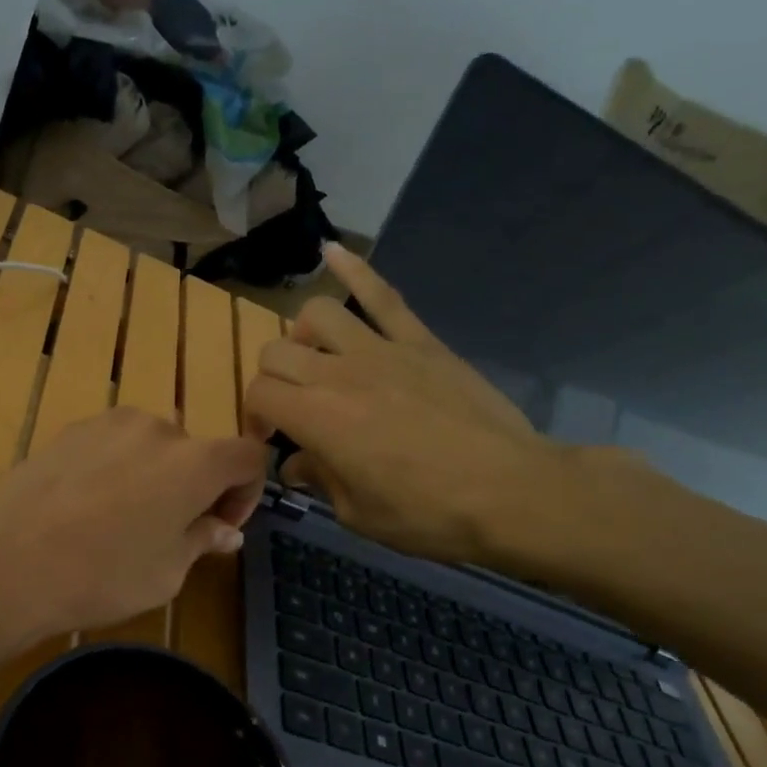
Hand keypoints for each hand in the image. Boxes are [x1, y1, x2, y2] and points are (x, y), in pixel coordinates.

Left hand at [0, 408, 267, 664]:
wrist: (8, 561)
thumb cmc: (102, 574)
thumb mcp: (167, 573)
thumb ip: (202, 540)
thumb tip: (225, 530)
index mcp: (195, 461)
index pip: (248, 457)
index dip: (246, 492)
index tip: (221, 526)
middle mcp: (157, 428)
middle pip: (197, 451)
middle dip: (196, 487)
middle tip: (173, 531)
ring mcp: (109, 423)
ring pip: (152, 446)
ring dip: (156, 475)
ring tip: (124, 519)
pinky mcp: (71, 429)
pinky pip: (113, 445)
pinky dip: (118, 468)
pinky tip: (88, 506)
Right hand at [244, 244, 588, 573]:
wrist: (510, 492)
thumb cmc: (428, 514)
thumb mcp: (358, 514)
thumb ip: (319, 480)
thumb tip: (295, 466)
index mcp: (317, 419)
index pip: (259, 394)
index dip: (256, 415)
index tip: (272, 437)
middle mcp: (338, 373)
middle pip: (276, 353)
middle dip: (272, 380)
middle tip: (292, 407)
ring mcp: (381, 349)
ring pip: (316, 314)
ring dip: (303, 336)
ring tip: (317, 358)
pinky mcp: (419, 341)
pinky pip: (382, 295)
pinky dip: (355, 269)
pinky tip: (331, 251)